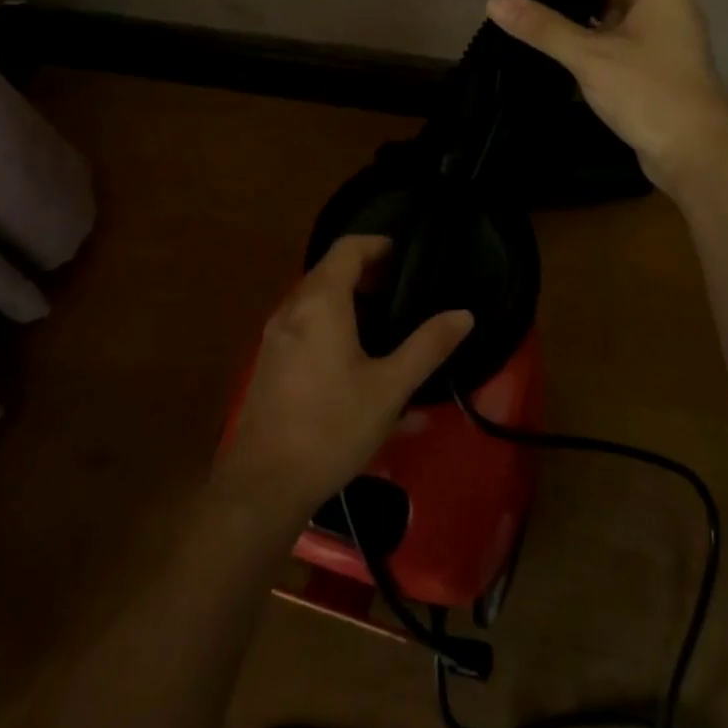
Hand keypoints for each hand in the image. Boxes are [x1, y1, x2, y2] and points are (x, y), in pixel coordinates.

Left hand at [216, 235, 472, 523]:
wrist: (264, 483)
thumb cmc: (332, 427)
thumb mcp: (390, 388)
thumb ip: (427, 346)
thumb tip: (463, 314)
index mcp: (320, 302)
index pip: (347, 248)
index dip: (377, 244)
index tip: (405, 255)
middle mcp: (292, 309)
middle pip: (329, 271)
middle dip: (365, 273)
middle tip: (401, 289)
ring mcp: (275, 337)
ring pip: (314, 301)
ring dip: (347, 301)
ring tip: (383, 324)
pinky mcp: (269, 363)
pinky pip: (303, 326)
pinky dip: (330, 325)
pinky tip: (355, 363)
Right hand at [487, 0, 727, 192]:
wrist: (693, 152)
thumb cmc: (648, 93)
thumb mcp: (590, 57)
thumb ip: (542, 27)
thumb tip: (493, 1)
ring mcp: (655, 30)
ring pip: (603, 1)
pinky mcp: (647, 57)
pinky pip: (606, 28)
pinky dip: (578, 25)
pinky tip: (547, 31)